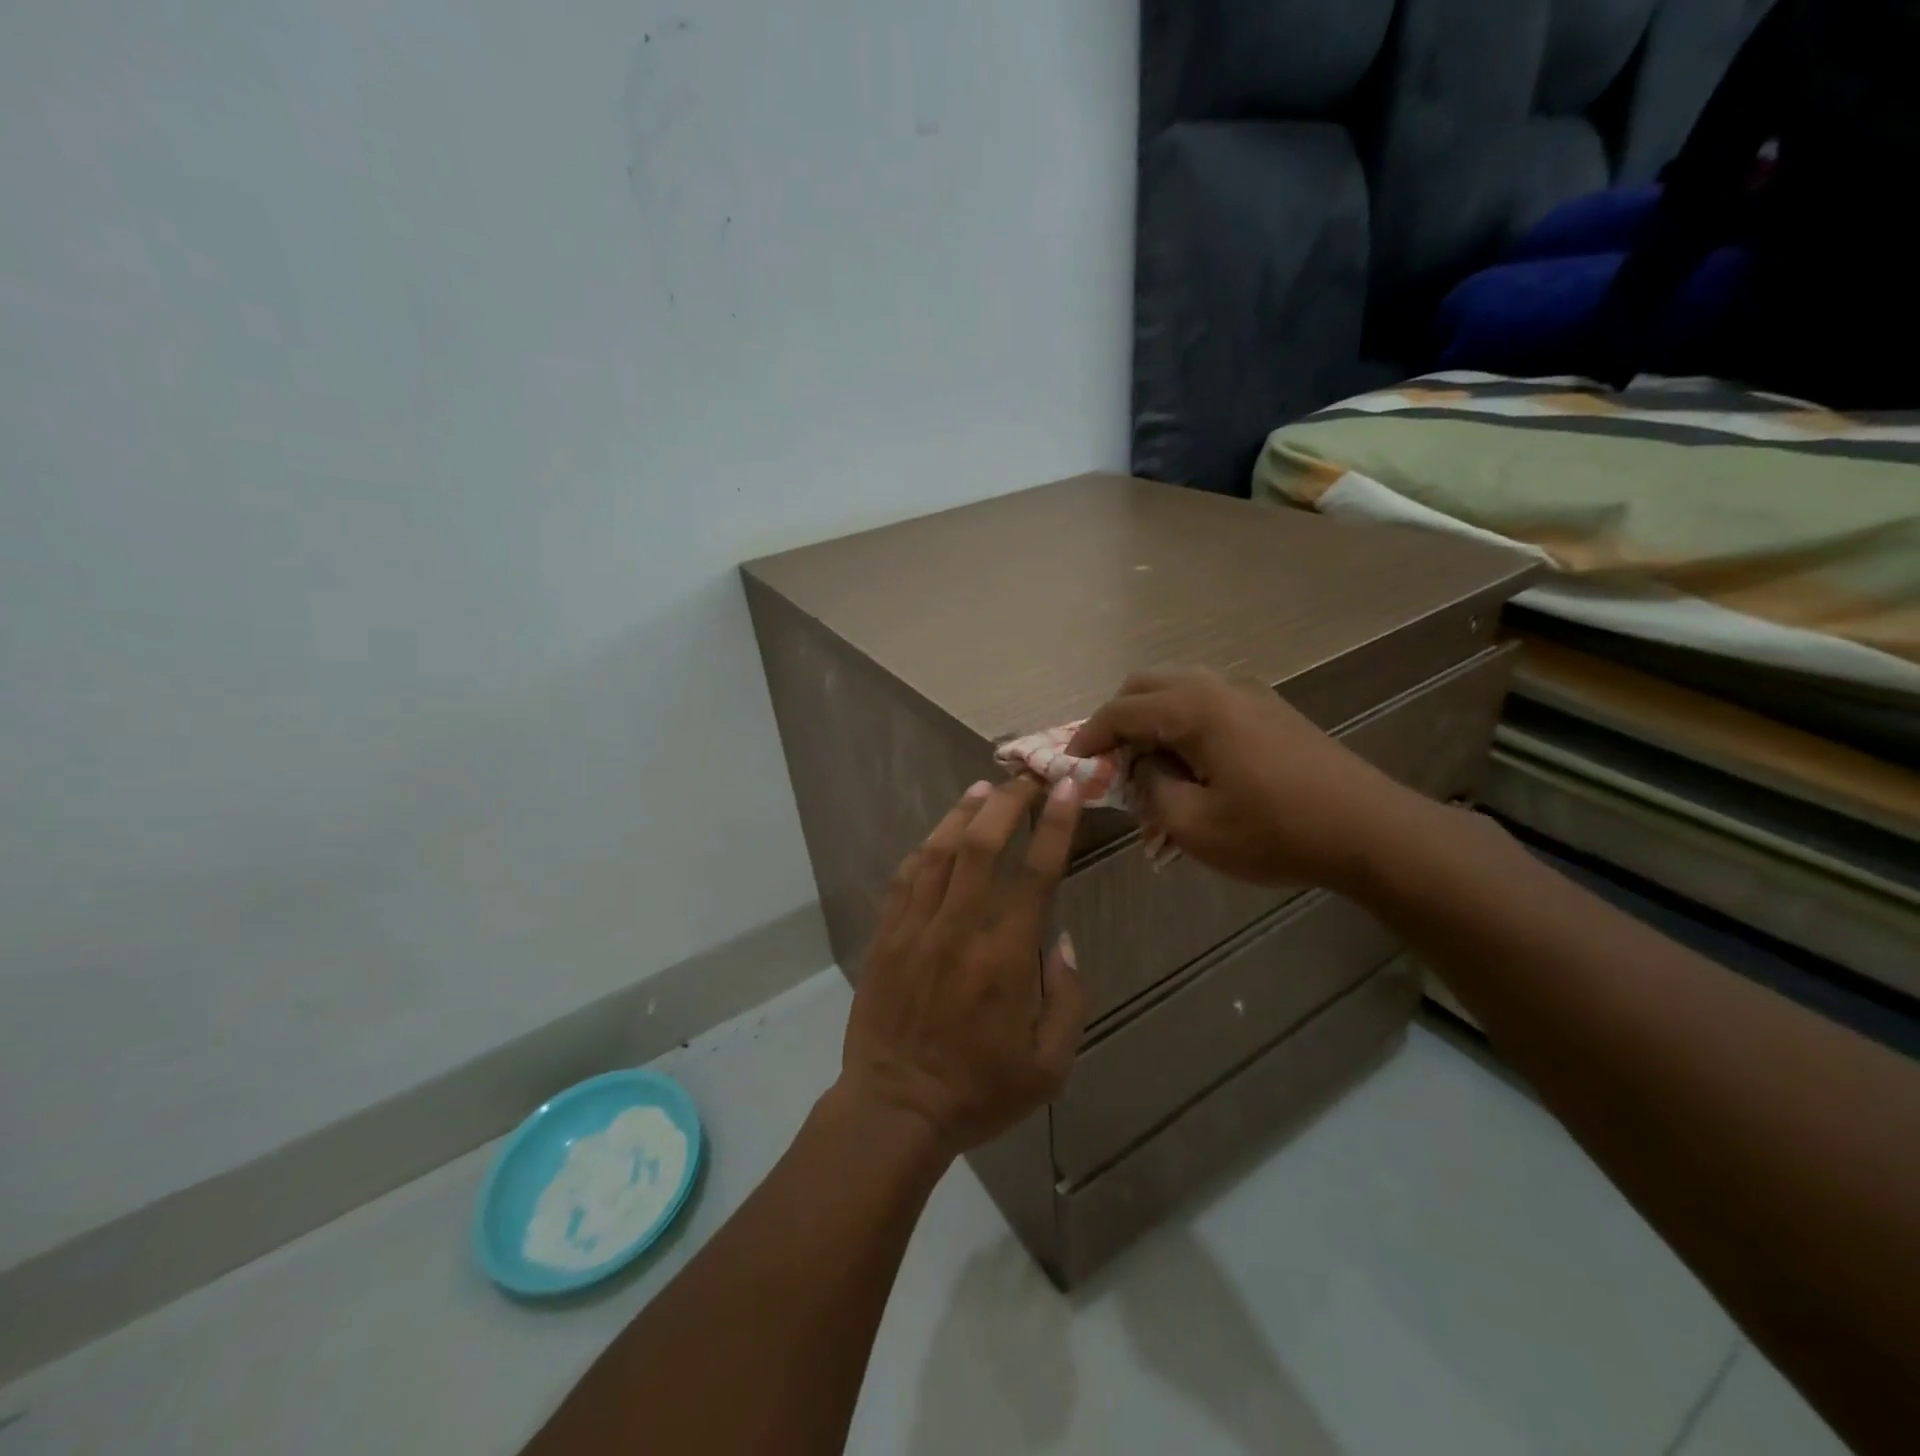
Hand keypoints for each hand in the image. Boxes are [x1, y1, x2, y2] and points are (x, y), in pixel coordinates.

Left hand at [837, 777, 1088, 1158]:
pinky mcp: (886, 936)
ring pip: (939, 853)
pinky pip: (905, 878)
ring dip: (963, 814)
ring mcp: (915, 929)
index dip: (1055, 824)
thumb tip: (1063, 940)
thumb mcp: (1050, 1065)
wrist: (895, 1109)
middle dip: (1008, 804)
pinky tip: (938, 835)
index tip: (1067, 789)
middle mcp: (959, 930)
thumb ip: (1068, 998)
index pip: (1035, 873)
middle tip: (1027, 779)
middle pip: (982, 847)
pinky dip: (924, 849)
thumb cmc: (980, 1091)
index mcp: (1005, 957)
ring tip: (985, 789)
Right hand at [1068, 667, 1427, 894]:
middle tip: (1109, 761)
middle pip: (1146, 685)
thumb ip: (1151, 788)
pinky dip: (1182, 721)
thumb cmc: (1275, 832)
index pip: (1121, 711)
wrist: (1370, 831)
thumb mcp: (1194, 825)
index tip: (1070, 761)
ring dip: (1152, 719)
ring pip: (1178, 688)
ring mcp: (1250, 693)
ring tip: (1148, 763)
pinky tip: (1191, 761)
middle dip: (1118, 719)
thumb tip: (1144, 765)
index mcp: (1195, 708)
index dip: (1088, 736)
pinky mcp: (1272, 709)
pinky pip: (1208, 701)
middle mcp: (1219, 686)